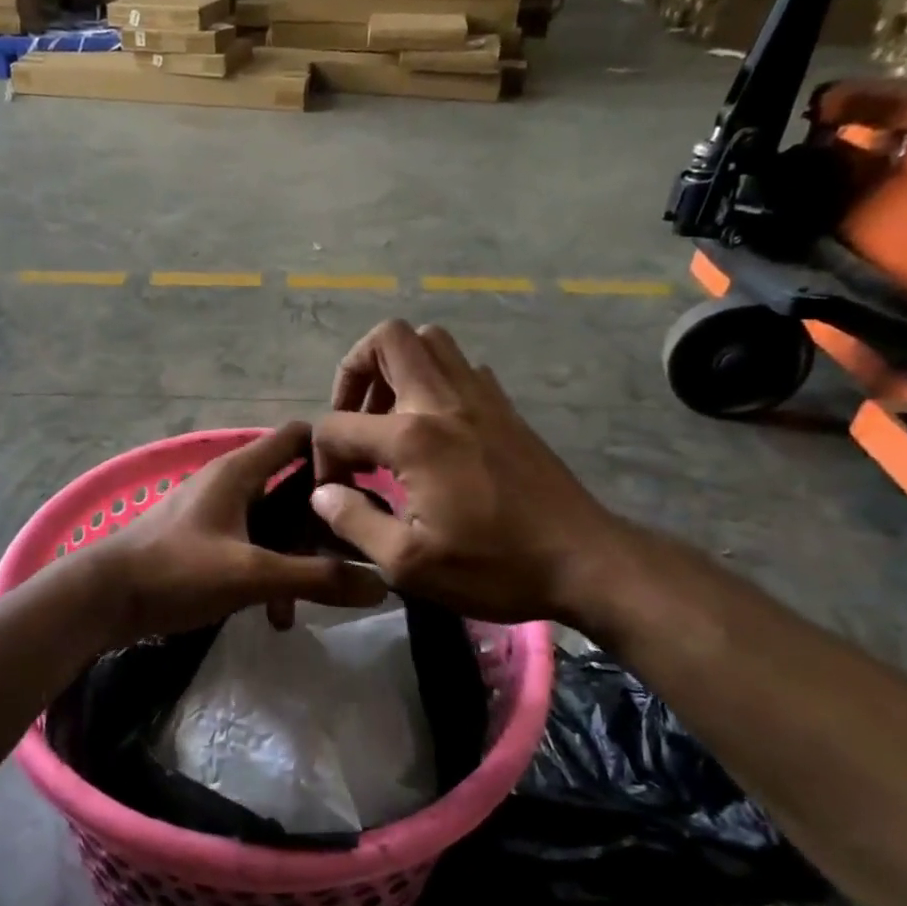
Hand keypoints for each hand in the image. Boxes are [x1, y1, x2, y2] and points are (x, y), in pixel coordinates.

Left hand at [90, 423, 386, 642]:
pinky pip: (249, 548)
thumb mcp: (252, 575)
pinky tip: (274, 616)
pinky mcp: (201, 542)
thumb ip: (316, 577)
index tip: (367, 486)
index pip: (297, 436)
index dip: (333, 452)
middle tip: (353, 552)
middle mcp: (228, 482)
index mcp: (239, 471)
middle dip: (320, 522)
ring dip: (294, 559)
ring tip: (310, 602)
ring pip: (272, 525)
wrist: (102, 599)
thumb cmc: (176, 571)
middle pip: (291, 487)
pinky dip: (267, 573)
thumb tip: (381, 581)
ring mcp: (213, 513)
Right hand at [311, 320, 639, 625]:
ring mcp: (481, 398)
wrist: (584, 561)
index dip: (322, 457)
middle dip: (354, 370)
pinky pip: (462, 367)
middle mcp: (443, 401)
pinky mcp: (506, 409)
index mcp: (412, 438)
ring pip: (430, 341)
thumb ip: (354, 521)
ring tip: (389, 416)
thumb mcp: (408, 563)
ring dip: (397, 367)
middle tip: (353, 418)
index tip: (334, 491)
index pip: (338, 424)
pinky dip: (436, 380)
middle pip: (388, 339)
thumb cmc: (494, 566)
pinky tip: (435, 428)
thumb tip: (322, 494)